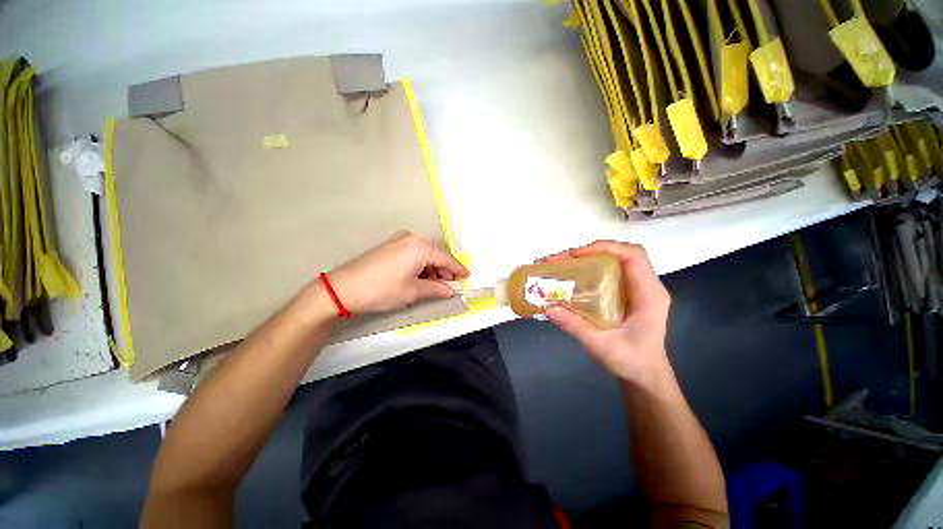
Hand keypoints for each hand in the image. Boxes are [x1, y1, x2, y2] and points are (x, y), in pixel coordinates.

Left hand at [326, 231, 468, 313]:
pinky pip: (413, 253)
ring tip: (434, 284)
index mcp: (420, 247)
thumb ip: (436, 289)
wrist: (342, 288)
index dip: (458, 269)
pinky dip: (420, 265)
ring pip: (424, 254)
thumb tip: (451, 291)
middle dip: (444, 270)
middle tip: (450, 285)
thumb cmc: (382, 290)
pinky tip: (420, 277)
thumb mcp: (413, 292)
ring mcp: (398, 240)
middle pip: (435, 254)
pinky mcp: (390, 246)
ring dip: (432, 268)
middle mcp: (411, 238)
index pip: (446, 258)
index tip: (467, 277)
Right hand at [540, 241, 671, 384]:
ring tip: (562, 264)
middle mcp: (647, 286)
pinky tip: (573, 276)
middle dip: (589, 251)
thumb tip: (548, 307)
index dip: (605, 247)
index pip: (633, 255)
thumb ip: (575, 326)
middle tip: (561, 259)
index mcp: (649, 295)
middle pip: (621, 254)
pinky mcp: (629, 294)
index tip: (576, 254)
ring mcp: (638, 289)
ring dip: (588, 258)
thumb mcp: (601, 346)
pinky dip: (590, 268)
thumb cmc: (631, 362)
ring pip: (615, 261)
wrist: (646, 377)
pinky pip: (611, 272)